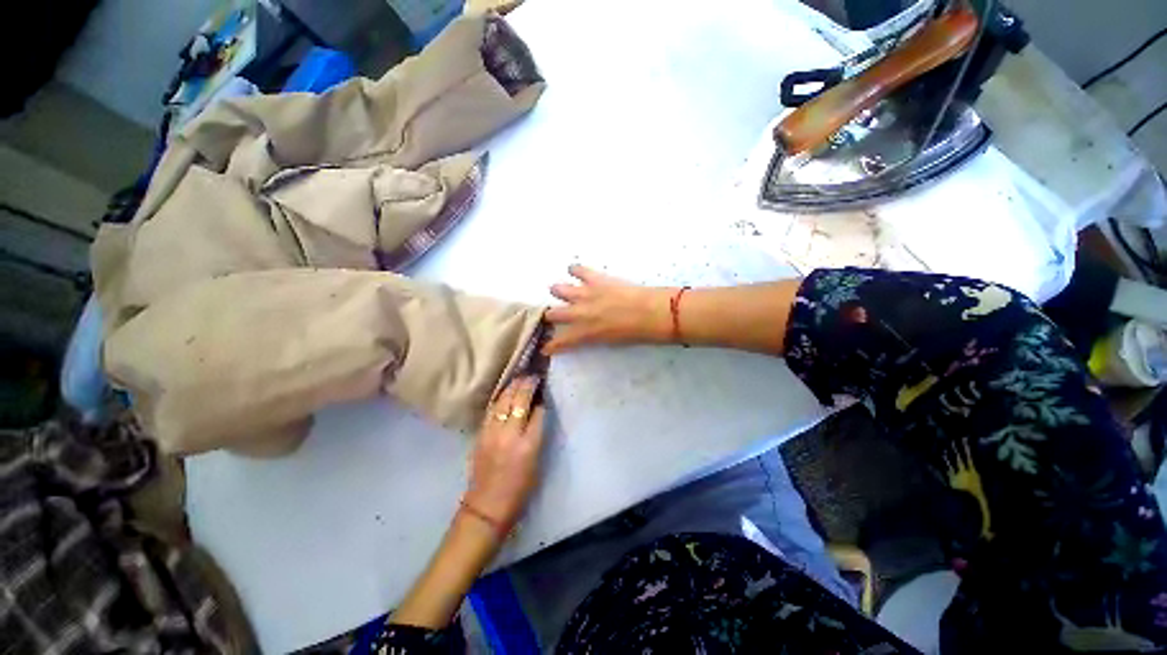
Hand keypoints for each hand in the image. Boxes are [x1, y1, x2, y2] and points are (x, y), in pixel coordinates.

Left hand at [463, 376, 546, 532]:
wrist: (487, 507)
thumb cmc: (519, 490)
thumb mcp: (537, 462)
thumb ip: (536, 435)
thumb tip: (537, 412)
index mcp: (528, 445)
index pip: (537, 412)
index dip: (541, 397)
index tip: (544, 386)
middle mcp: (510, 435)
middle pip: (518, 400)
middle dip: (527, 384)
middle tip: (532, 375)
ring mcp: (492, 433)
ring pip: (503, 401)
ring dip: (512, 387)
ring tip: (519, 377)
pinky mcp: (480, 435)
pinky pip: (491, 410)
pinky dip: (499, 398)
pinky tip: (504, 392)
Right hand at [544, 265, 673, 354]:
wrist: (651, 312)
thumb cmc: (636, 334)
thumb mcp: (612, 342)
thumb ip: (595, 336)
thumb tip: (591, 331)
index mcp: (584, 333)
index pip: (560, 342)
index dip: (550, 346)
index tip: (546, 347)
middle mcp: (579, 314)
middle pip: (552, 314)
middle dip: (551, 316)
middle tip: (556, 315)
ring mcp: (585, 294)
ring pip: (559, 290)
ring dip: (559, 292)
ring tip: (562, 291)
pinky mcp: (595, 279)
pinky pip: (578, 270)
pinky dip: (575, 270)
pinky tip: (575, 270)